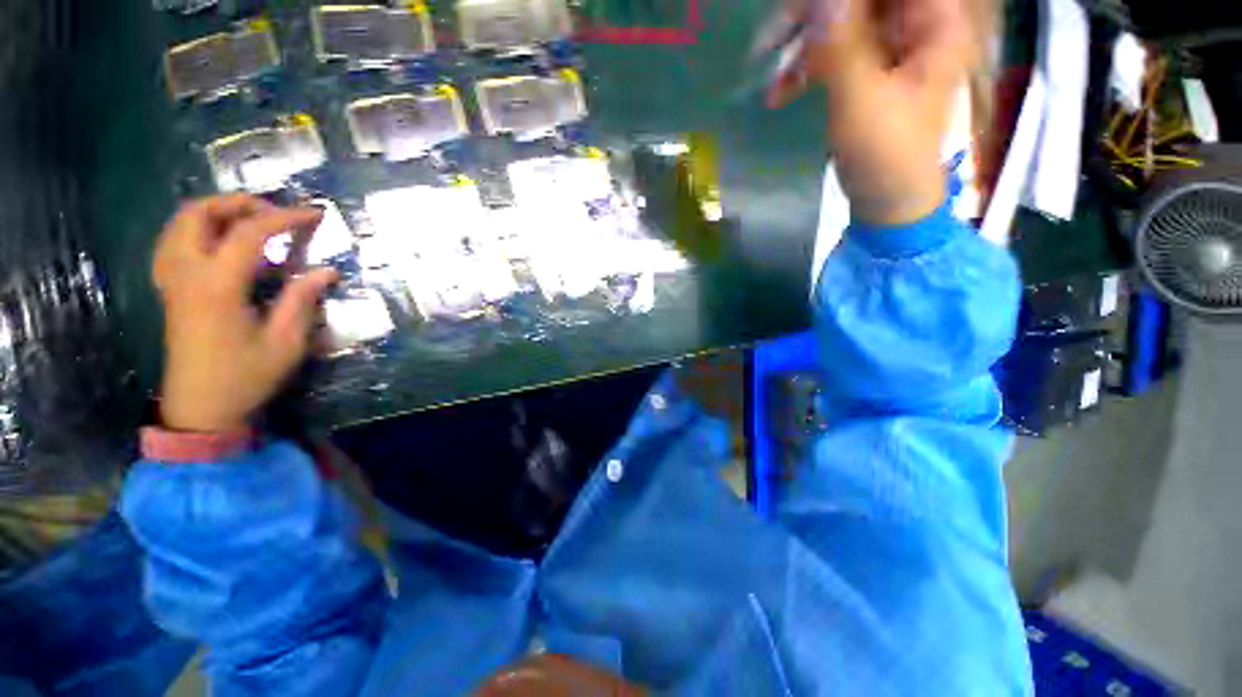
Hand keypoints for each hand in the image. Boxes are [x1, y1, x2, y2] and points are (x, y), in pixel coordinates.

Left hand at [152, 195, 338, 431]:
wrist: (200, 407)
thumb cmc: (246, 376)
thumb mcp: (285, 342)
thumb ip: (301, 300)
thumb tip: (326, 271)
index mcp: (218, 286)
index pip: (248, 233)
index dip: (284, 217)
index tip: (314, 214)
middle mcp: (187, 274)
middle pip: (199, 213)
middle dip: (238, 203)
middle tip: (274, 213)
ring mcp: (172, 280)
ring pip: (180, 224)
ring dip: (215, 212)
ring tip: (250, 222)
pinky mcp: (169, 289)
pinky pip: (173, 241)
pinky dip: (197, 229)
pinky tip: (220, 242)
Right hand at [767, 0, 985, 225]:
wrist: (887, 202)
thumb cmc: (886, 154)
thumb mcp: (861, 99)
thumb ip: (840, 44)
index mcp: (933, 22)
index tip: (804, 6)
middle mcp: (914, 25)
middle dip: (815, 11)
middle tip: (774, 34)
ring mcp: (889, 49)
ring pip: (842, 21)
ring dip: (801, 42)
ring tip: (766, 67)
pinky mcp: (866, 72)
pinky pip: (832, 54)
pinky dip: (803, 69)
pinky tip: (777, 93)